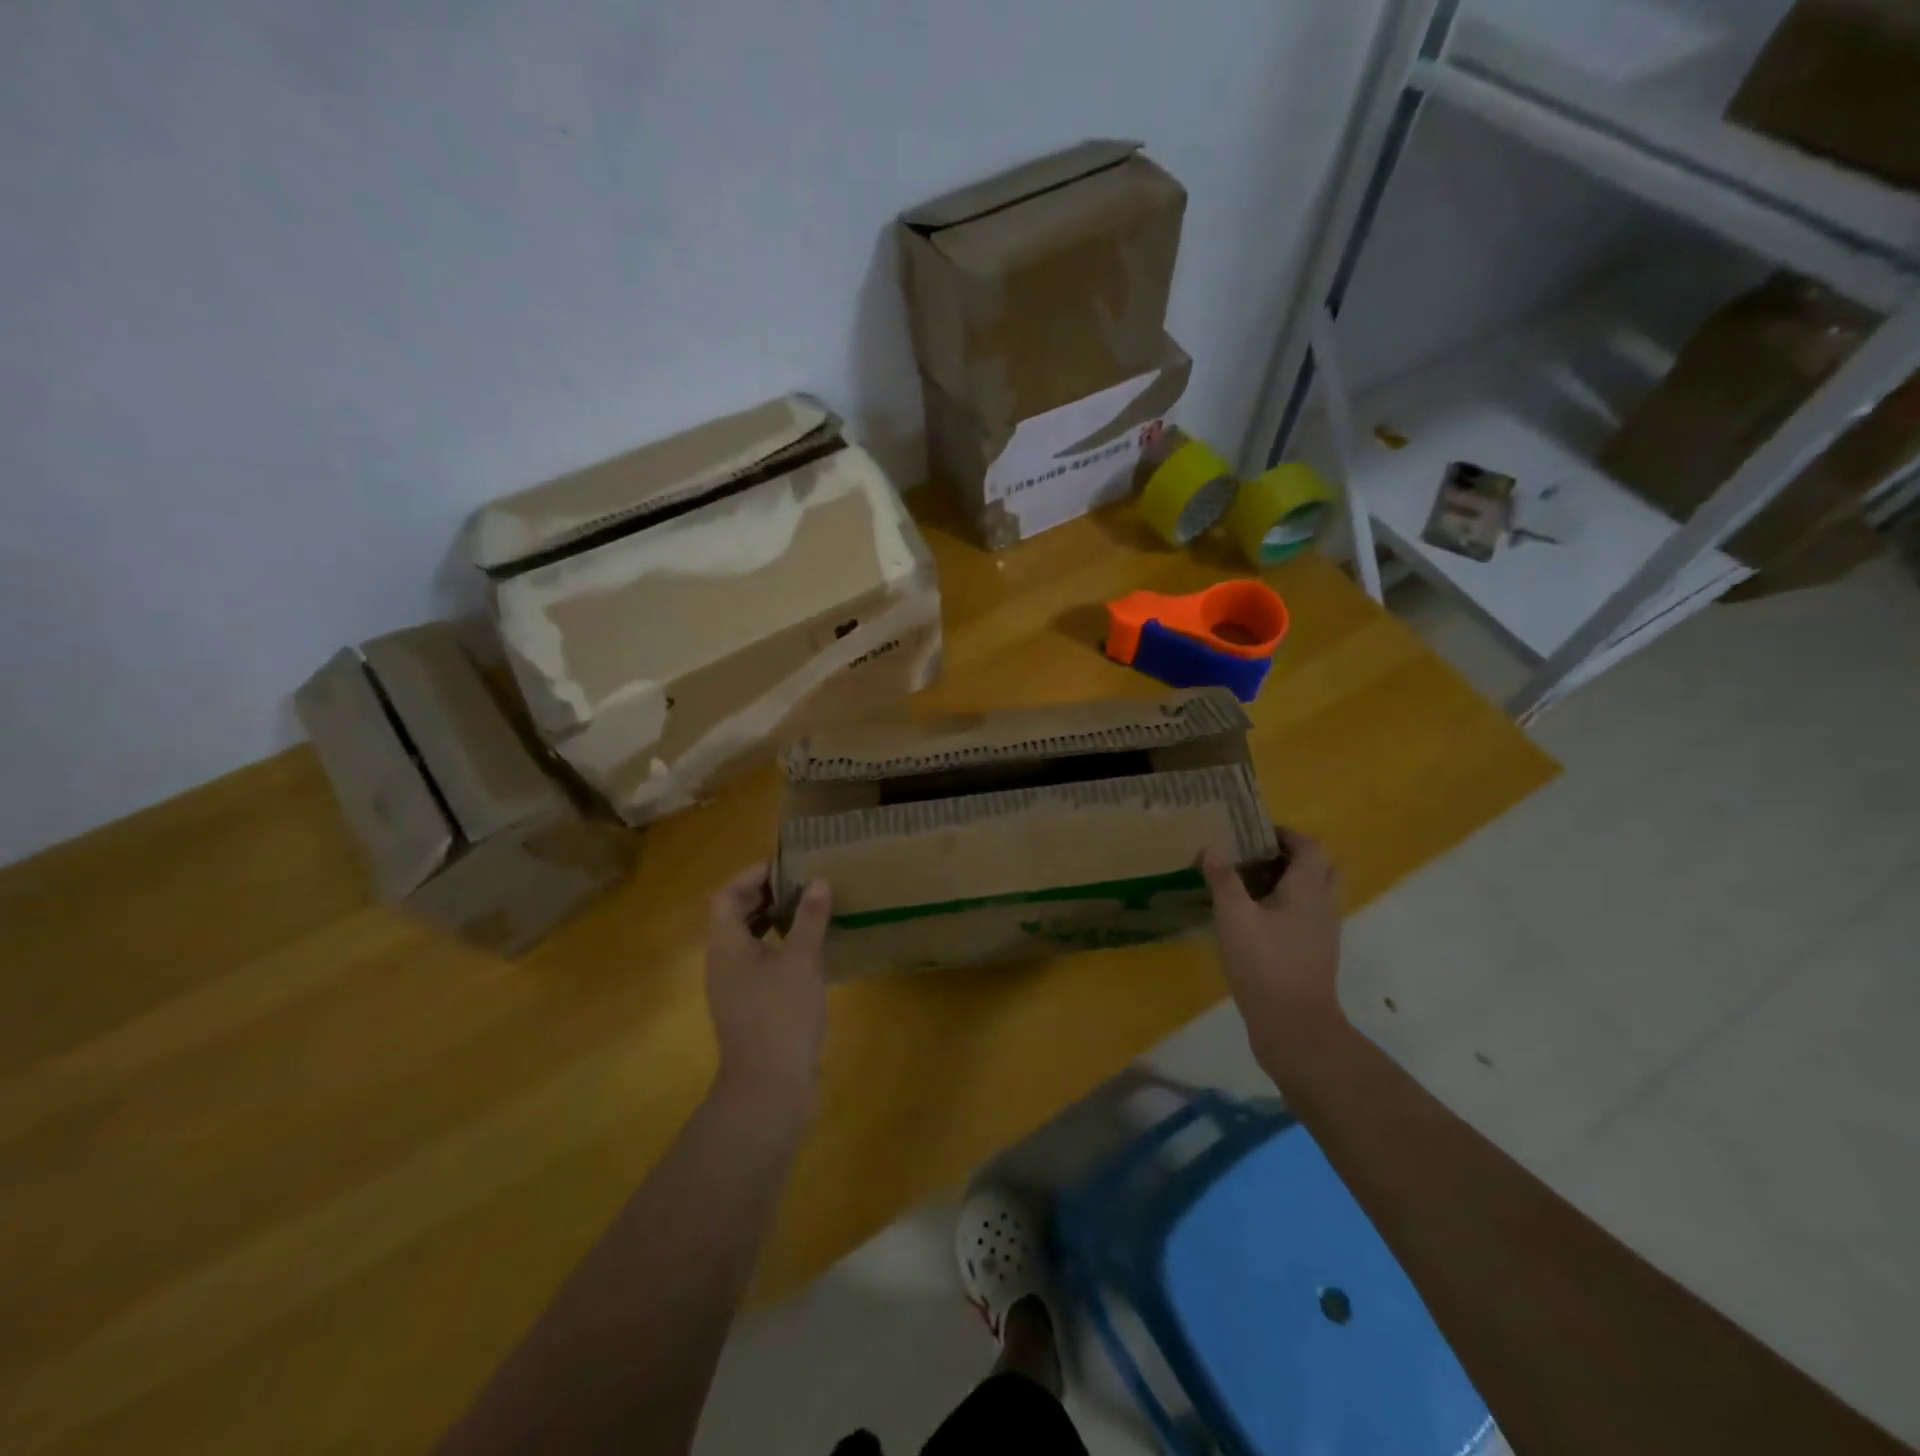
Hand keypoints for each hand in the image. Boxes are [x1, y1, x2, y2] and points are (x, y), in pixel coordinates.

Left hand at [704, 863, 832, 1124]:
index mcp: (726, 946)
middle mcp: (722, 963)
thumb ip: (810, 918)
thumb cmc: (781, 1016)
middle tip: (801, 883)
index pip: (726, 896)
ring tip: (808, 910)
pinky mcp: (749, 1008)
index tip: (785, 866)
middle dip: (764, 895)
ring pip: (747, 941)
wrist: (768, 1089)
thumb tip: (818, 881)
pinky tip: (809, 952)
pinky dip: (779, 947)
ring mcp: (734, 988)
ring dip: (773, 920)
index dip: (751, 876)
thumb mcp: (802, 961)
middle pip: (734, 916)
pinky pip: (759, 963)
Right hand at [1200, 830, 1345, 1079]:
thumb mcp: (1234, 917)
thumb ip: (1223, 880)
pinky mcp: (1314, 955)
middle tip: (1255, 857)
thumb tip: (1211, 847)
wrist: (1294, 1027)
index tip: (1255, 833)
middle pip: (1319, 868)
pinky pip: (1305, 918)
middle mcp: (1323, 907)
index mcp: (1308, 891)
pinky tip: (1253, 920)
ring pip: (1313, 894)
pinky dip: (1285, 908)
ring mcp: (1322, 934)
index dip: (1287, 834)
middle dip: (1290, 856)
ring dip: (1287, 882)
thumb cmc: (1265, 964)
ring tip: (1248, 885)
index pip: (1311, 847)